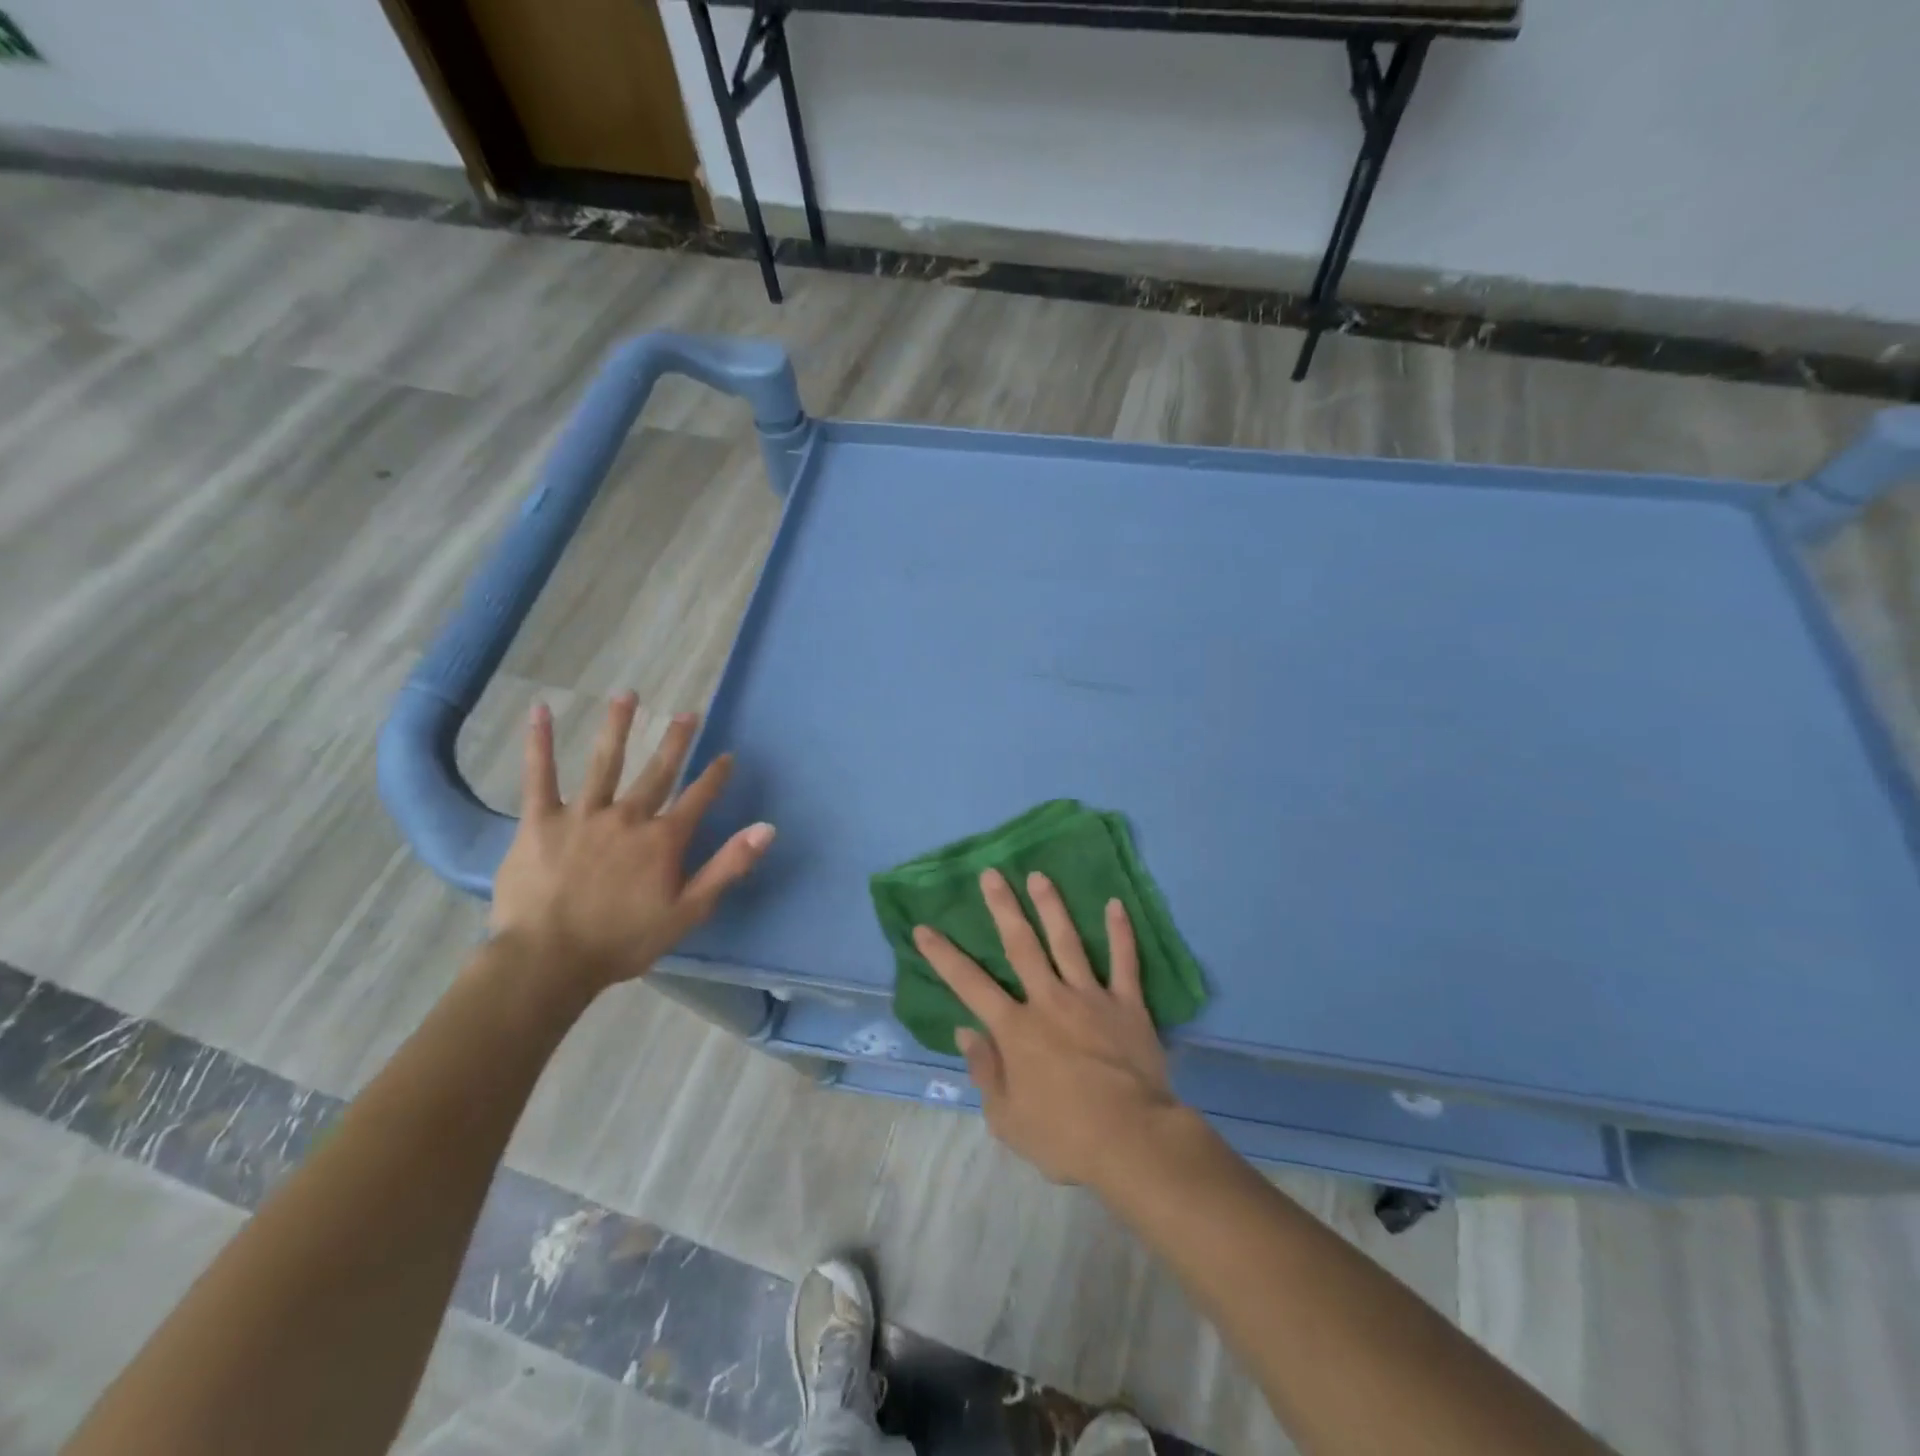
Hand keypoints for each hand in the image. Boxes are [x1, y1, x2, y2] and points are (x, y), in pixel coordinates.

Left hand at [490, 695, 773, 991]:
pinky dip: (540, 743)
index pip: (698, 799)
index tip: (727, 755)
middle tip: (688, 713)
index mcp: (663, 839)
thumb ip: (728, 866)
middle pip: (658, 772)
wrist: (549, 960)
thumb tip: (767, 828)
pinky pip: (540, 776)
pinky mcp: (540, 821)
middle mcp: (628, 816)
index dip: (715, 776)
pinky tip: (541, 711)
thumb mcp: (689, 912)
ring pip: (604, 762)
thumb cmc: (623, 941)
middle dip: (676, 741)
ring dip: (618, 726)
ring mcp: (583, 814)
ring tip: (628, 695)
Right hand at [914, 868, 1180, 1186]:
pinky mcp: (1127, 1005)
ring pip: (1067, 942)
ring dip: (1051, 906)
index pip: (970, 984)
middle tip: (991, 874)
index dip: (943, 955)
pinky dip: (1121, 932)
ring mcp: (1090, 997)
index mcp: (1016, 1029)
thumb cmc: (1063, 1136)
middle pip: (1021, 945)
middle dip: (1003, 907)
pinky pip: (1124, 962)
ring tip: (1040, 875)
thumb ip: (985, 1071)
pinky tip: (1115, 904)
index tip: (924, 928)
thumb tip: (965, 1032)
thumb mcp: (1007, 1119)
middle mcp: (1049, 1001)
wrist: (1132, 1140)